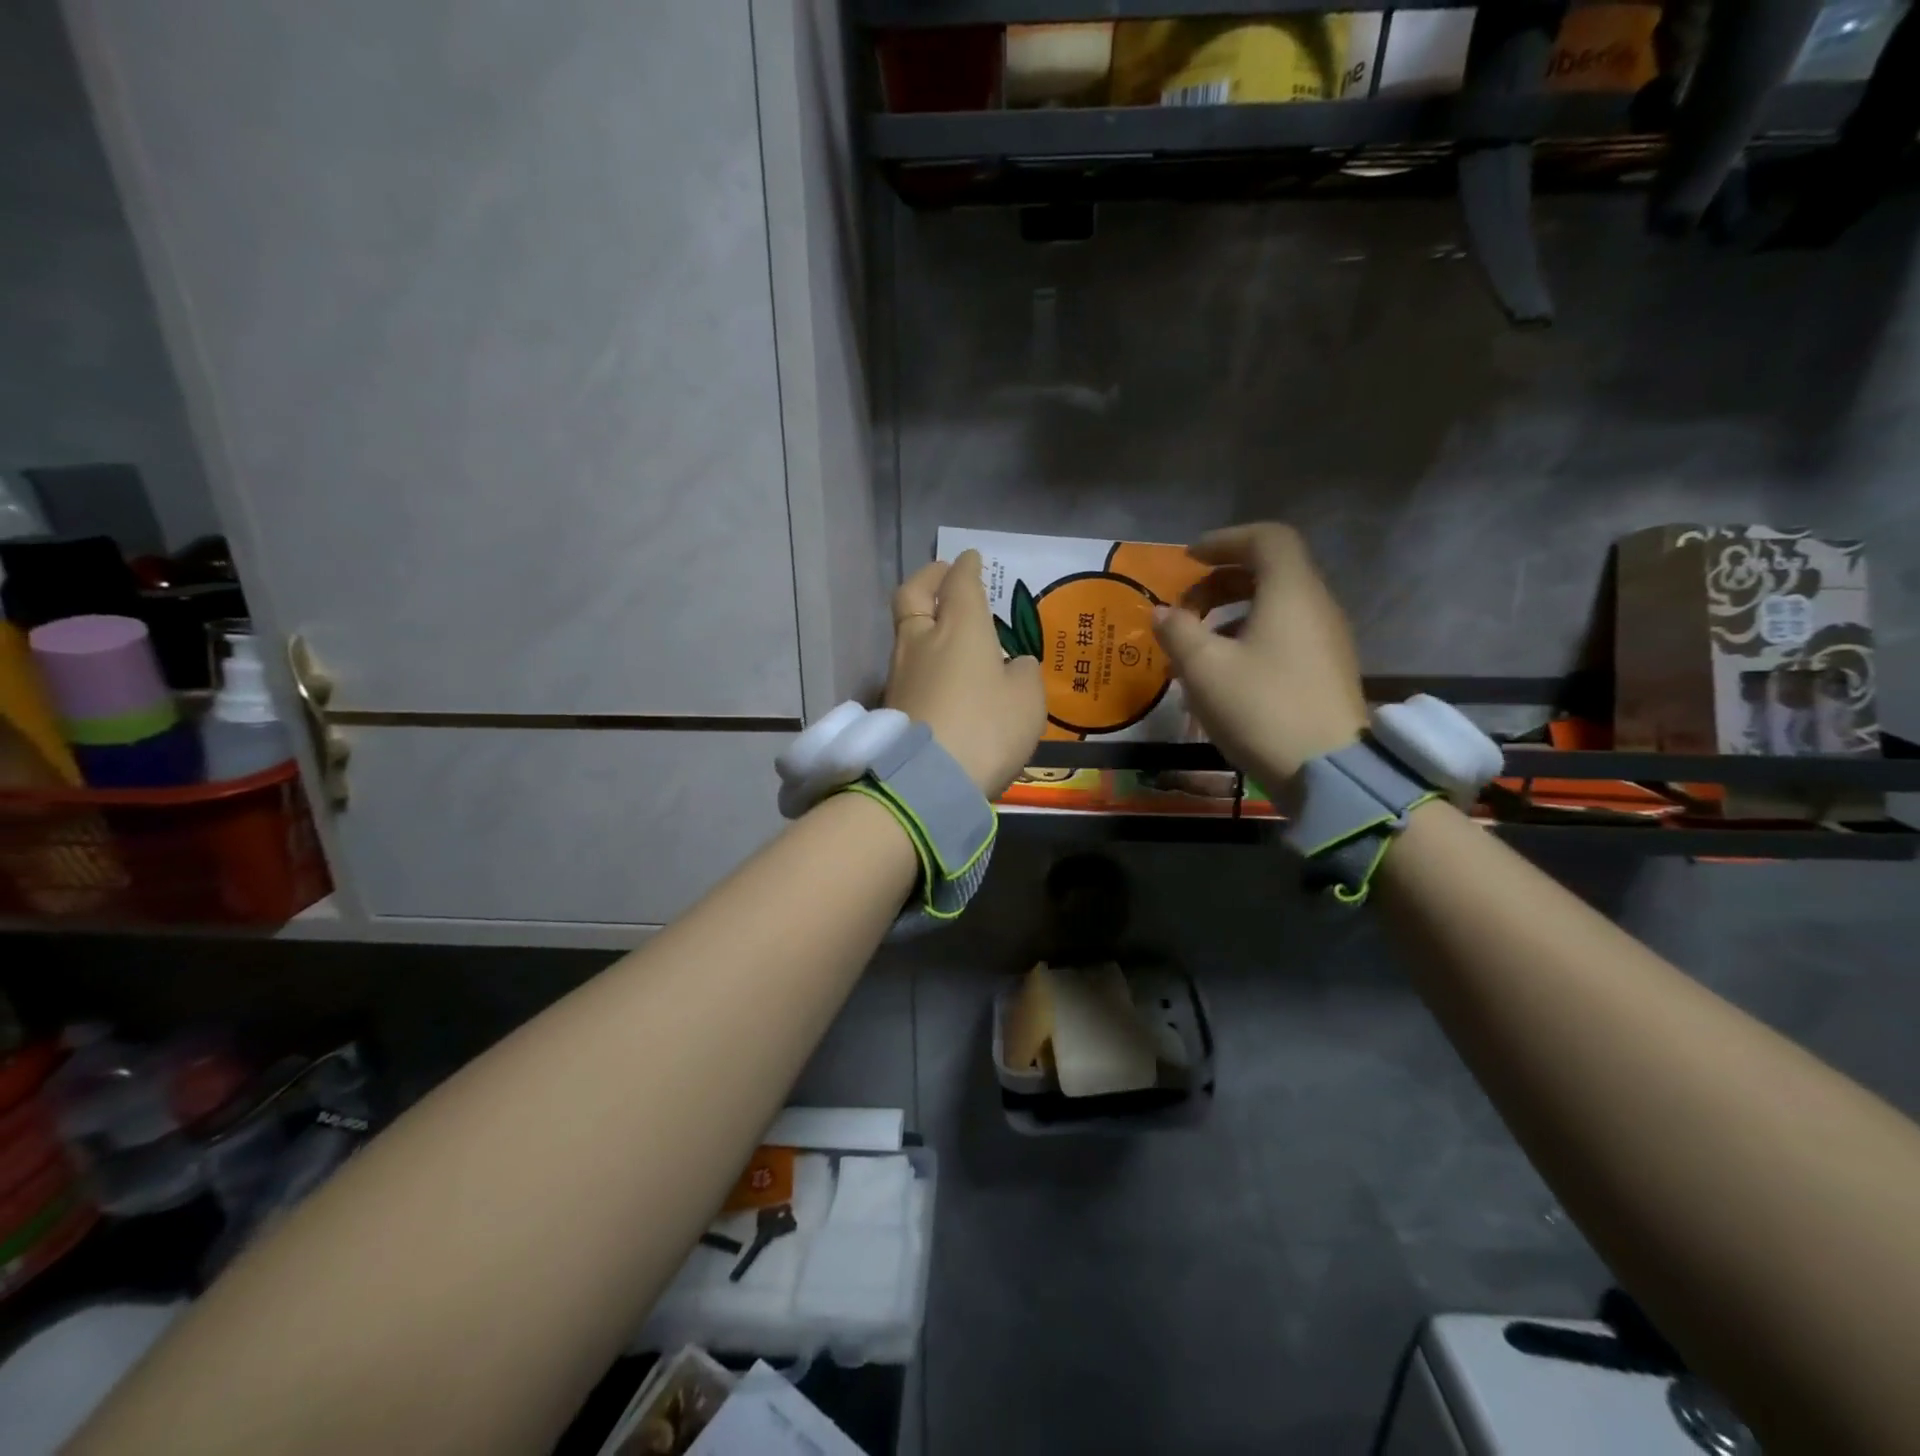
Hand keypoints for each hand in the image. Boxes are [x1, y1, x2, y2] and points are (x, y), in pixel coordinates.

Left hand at [886, 551, 1045, 796]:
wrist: (928, 781)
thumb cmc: (987, 729)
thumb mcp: (1027, 701)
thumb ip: (1024, 674)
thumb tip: (1014, 666)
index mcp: (960, 628)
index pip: (960, 583)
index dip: (966, 567)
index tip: (969, 558)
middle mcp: (923, 641)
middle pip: (912, 595)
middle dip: (928, 579)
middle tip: (943, 576)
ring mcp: (899, 672)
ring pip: (906, 630)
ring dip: (923, 620)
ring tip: (946, 630)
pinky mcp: (890, 703)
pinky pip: (906, 665)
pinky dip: (921, 656)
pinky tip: (938, 672)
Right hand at [1153, 523, 1367, 788]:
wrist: (1327, 771)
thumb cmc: (1261, 707)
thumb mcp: (1204, 668)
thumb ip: (1178, 632)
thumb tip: (1162, 613)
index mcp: (1291, 592)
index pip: (1266, 538)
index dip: (1225, 541)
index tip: (1188, 560)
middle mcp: (1316, 606)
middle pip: (1270, 571)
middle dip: (1221, 582)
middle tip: (1184, 608)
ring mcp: (1327, 641)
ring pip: (1276, 606)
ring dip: (1232, 613)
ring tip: (1196, 644)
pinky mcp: (1326, 671)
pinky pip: (1284, 635)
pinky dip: (1249, 637)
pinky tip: (1223, 672)